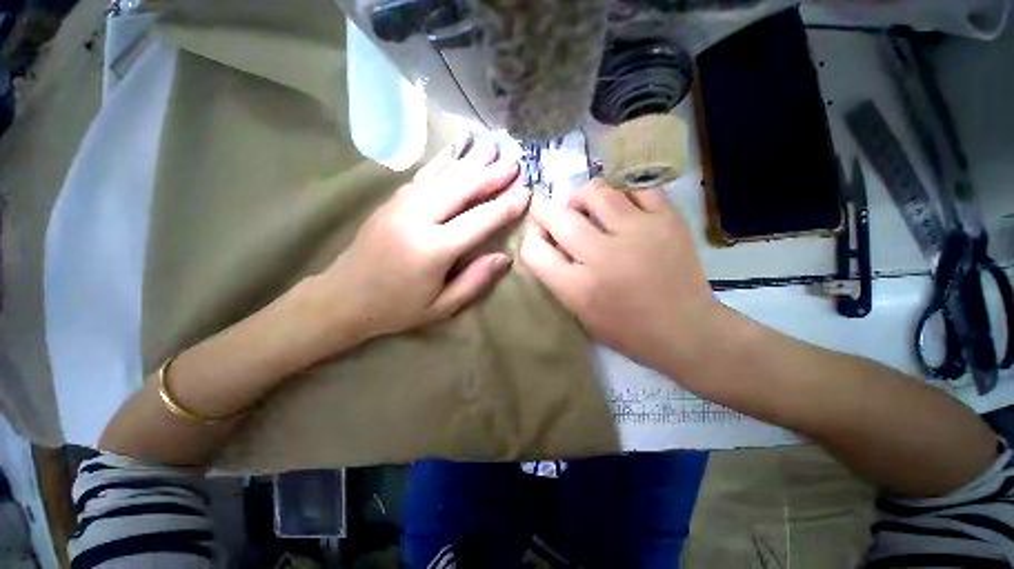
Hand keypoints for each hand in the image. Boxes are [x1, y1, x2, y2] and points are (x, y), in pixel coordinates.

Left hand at [313, 137, 529, 345]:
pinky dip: (443, 162)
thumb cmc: (398, 308)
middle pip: (461, 188)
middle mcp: (417, 219)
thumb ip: (475, 281)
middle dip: (491, 174)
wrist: (343, 298)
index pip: (479, 221)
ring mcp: (400, 205)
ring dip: (470, 161)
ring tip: (492, 147)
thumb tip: (503, 257)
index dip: (505, 206)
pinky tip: (457, 151)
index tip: (526, 193)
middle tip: (515, 163)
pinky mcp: (391, 201)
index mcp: (433, 250)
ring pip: (443, 175)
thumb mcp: (442, 307)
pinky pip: (423, 175)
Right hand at [520, 180, 713, 372]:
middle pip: (557, 217)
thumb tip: (545, 239)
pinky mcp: (667, 219)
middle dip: (543, 211)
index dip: (530, 238)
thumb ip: (557, 276)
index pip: (534, 250)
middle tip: (549, 213)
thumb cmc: (627, 329)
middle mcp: (603, 256)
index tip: (537, 236)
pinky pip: (635, 186)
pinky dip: (620, 191)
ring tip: (584, 206)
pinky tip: (619, 203)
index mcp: (578, 288)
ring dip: (580, 197)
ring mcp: (637, 233)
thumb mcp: (580, 312)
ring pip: (594, 191)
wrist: (686, 330)